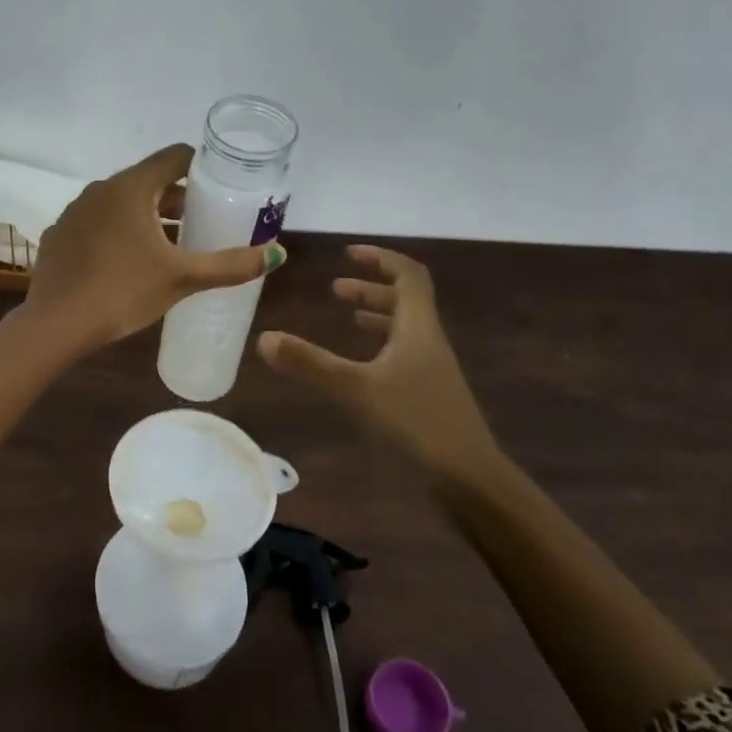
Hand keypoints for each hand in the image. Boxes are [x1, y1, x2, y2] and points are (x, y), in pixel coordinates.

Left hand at [25, 144, 279, 349]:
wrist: (56, 324)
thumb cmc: (123, 292)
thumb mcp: (182, 278)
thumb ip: (230, 265)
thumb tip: (277, 253)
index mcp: (130, 188)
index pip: (174, 157)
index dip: (200, 168)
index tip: (219, 188)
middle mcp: (99, 190)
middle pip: (147, 181)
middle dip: (176, 199)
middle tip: (200, 224)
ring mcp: (73, 212)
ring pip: (119, 203)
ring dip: (145, 216)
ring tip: (167, 246)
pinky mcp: (58, 235)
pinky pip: (95, 224)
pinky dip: (115, 233)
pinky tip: (124, 263)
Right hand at [257, 245, 498, 475]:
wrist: (467, 477)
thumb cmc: (415, 422)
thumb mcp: (355, 389)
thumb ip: (310, 363)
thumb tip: (264, 337)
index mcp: (418, 328)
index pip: (408, 275)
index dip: (381, 259)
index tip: (350, 254)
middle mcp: (428, 341)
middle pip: (406, 300)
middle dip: (371, 288)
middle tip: (336, 289)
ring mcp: (431, 368)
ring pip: (405, 328)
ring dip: (376, 315)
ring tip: (347, 316)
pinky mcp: (429, 393)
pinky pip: (403, 353)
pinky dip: (380, 345)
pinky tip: (361, 364)